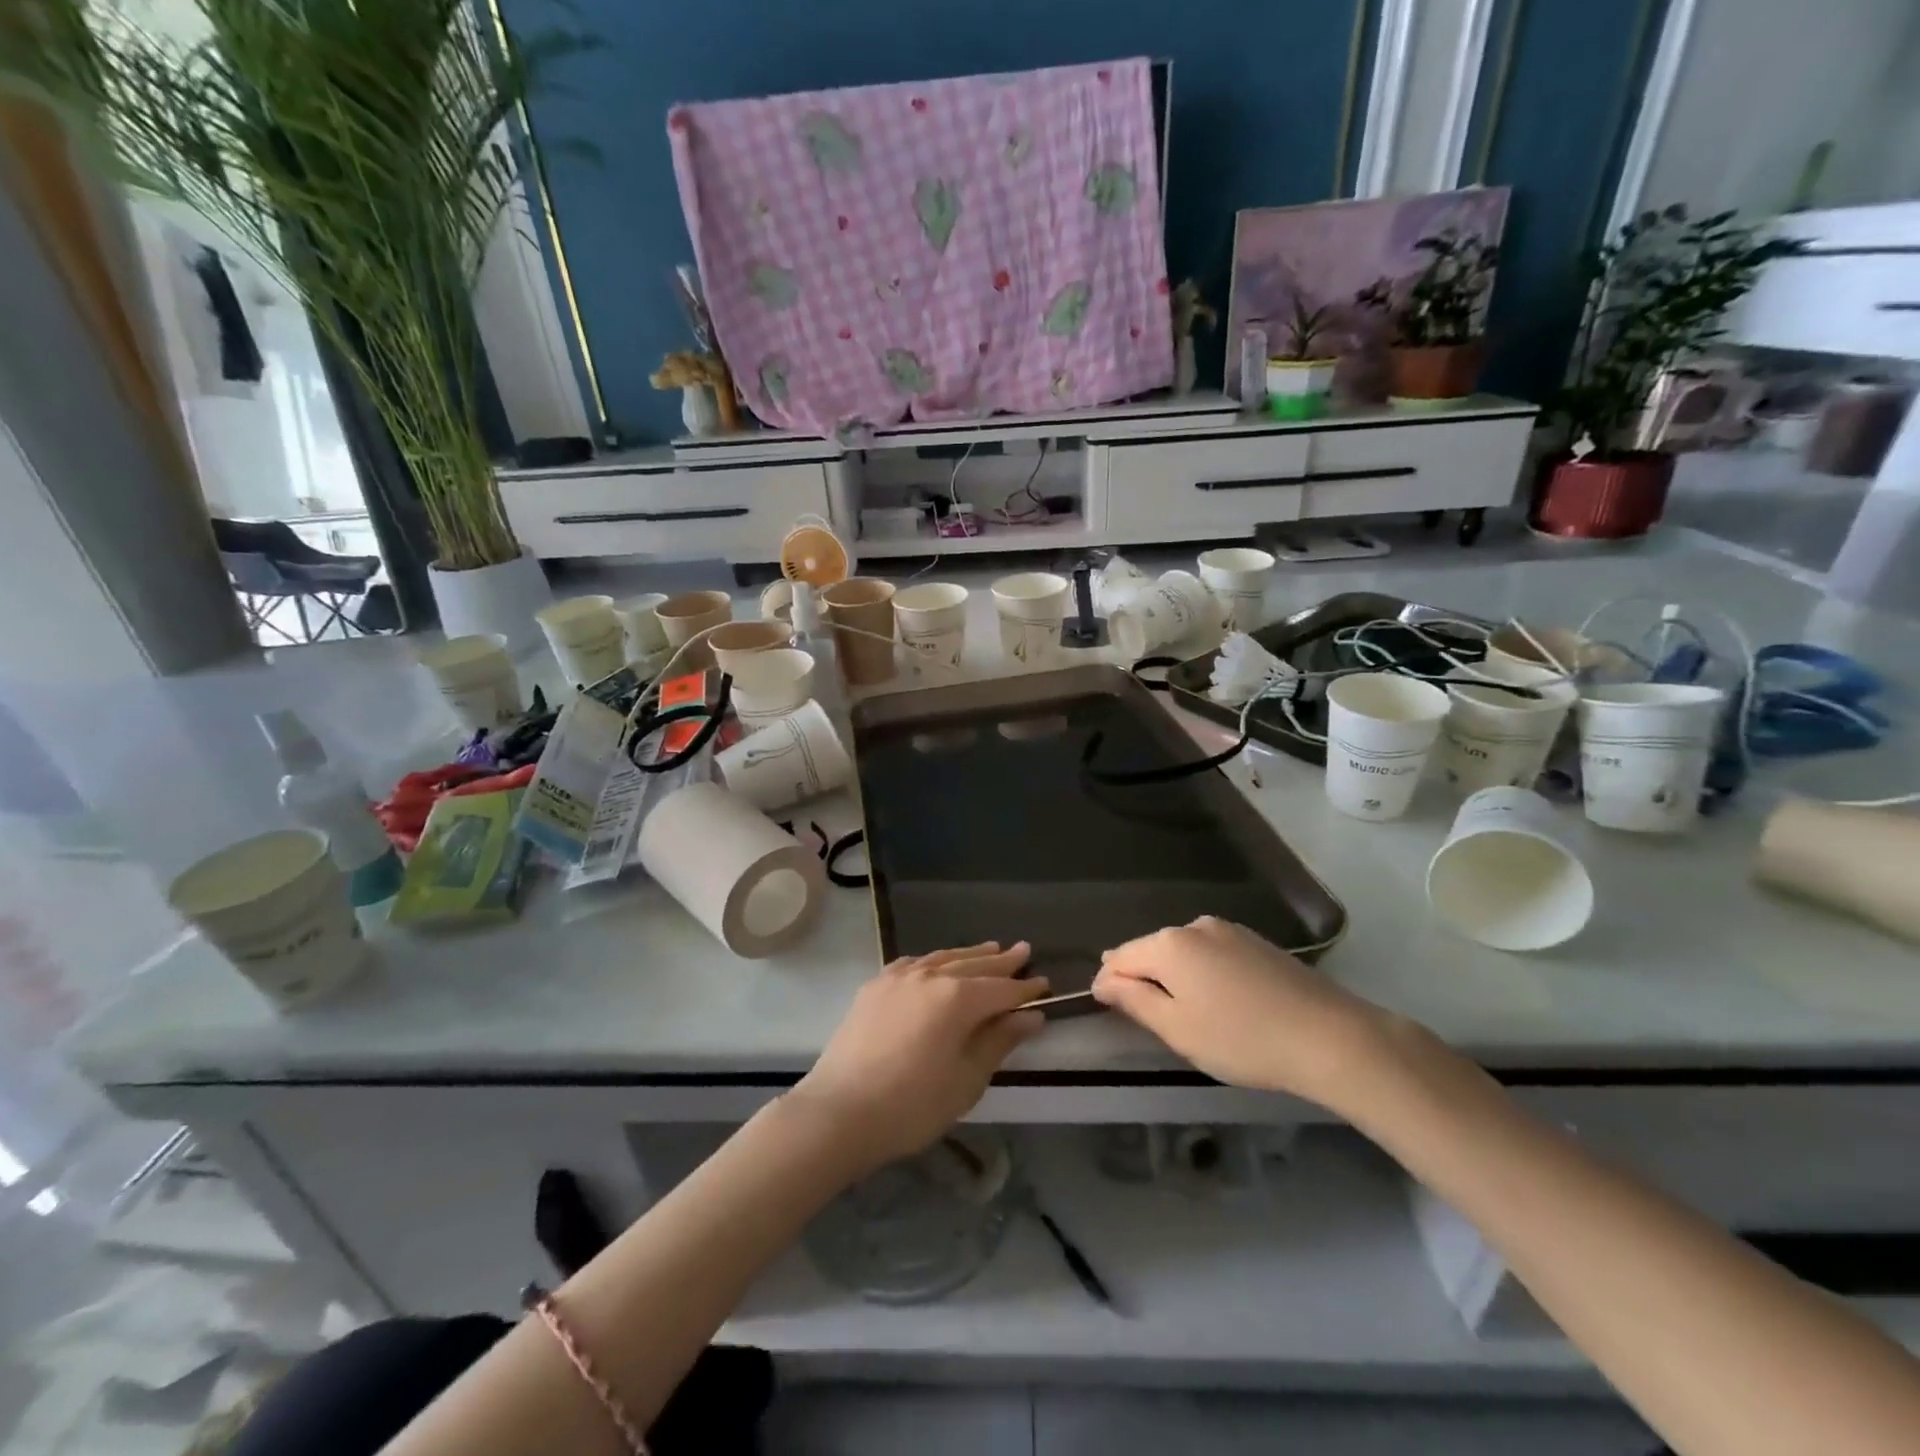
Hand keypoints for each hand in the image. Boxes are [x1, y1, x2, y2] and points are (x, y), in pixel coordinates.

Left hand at [792, 942, 1047, 1168]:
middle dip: (1001, 961)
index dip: (1025, 989)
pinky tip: (938, 963)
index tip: (1045, 984)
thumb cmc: (912, 1105)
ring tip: (990, 948)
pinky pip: (914, 963)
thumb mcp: (966, 1080)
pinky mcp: (875, 986)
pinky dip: (934, 961)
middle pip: (974, 965)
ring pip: (943, 958)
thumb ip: (998, 1041)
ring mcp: (898, 977)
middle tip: (1023, 951)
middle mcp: (930, 976)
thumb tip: (1030, 1016)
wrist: (839, 1112)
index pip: (1001, 989)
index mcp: (957, 998)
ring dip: (969, 954)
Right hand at [1092, 916, 1384, 1103]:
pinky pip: (1212, 953)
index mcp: (1169, 944)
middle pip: (1151, 950)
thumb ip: (1134, 1001)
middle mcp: (1194, 925)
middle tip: (1150, 1019)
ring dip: (1174, 976)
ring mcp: (1229, 930)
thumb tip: (1104, 980)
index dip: (1108, 984)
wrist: (1329, 1036)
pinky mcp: (1256, 941)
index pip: (1119, 957)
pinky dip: (1203, 973)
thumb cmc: (1242, 1039)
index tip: (1107, 1011)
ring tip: (1186, 1013)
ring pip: (1183, 951)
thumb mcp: (1178, 1029)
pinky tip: (1220, 1001)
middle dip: (1142, 978)